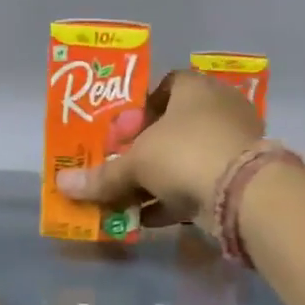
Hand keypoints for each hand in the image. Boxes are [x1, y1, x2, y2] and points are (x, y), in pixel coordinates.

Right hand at [56, 69, 264, 228]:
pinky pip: (200, 183)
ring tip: (127, 199)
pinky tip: (148, 218)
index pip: (165, 86)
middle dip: (145, 149)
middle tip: (122, 168)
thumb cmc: (183, 154)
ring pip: (187, 158)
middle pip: (174, 126)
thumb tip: (62, 184)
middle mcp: (218, 109)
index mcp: (195, 88)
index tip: (120, 134)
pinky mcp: (240, 177)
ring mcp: (234, 143)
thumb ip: (102, 176)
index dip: (138, 109)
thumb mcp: (135, 164)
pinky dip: (175, 199)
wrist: (242, 193)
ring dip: (157, 178)